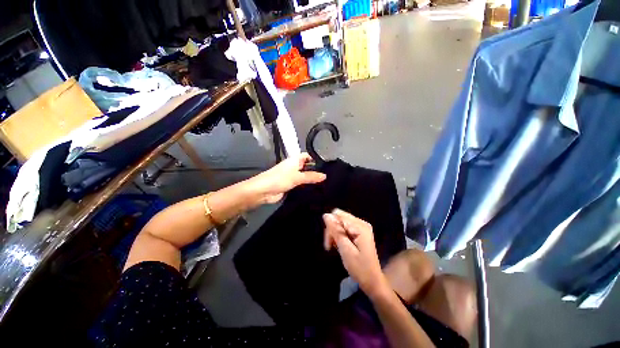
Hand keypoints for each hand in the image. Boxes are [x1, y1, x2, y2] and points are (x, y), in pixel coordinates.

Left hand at [245, 153, 325, 206]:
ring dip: (312, 180)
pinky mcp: (290, 186)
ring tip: (325, 184)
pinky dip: (307, 187)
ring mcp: (292, 177)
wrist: (263, 191)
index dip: (315, 158)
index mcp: (294, 160)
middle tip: (329, 177)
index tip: (326, 165)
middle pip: (307, 167)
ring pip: (304, 177)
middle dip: (316, 171)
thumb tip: (324, 176)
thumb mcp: (297, 177)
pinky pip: (301, 185)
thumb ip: (311, 177)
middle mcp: (294, 167)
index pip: (307, 156)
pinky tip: (316, 191)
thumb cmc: (279, 179)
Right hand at [323, 209, 388, 297]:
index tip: (329, 243)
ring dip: (335, 234)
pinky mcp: (359, 232)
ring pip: (340, 223)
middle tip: (331, 246)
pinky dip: (339, 236)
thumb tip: (326, 215)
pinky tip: (340, 245)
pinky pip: (344, 228)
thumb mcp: (346, 250)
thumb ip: (336, 231)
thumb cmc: (360, 268)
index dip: (330, 227)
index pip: (338, 216)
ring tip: (335, 247)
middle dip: (332, 230)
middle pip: (339, 218)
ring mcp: (361, 227)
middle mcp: (361, 223)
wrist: (373, 281)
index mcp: (360, 226)